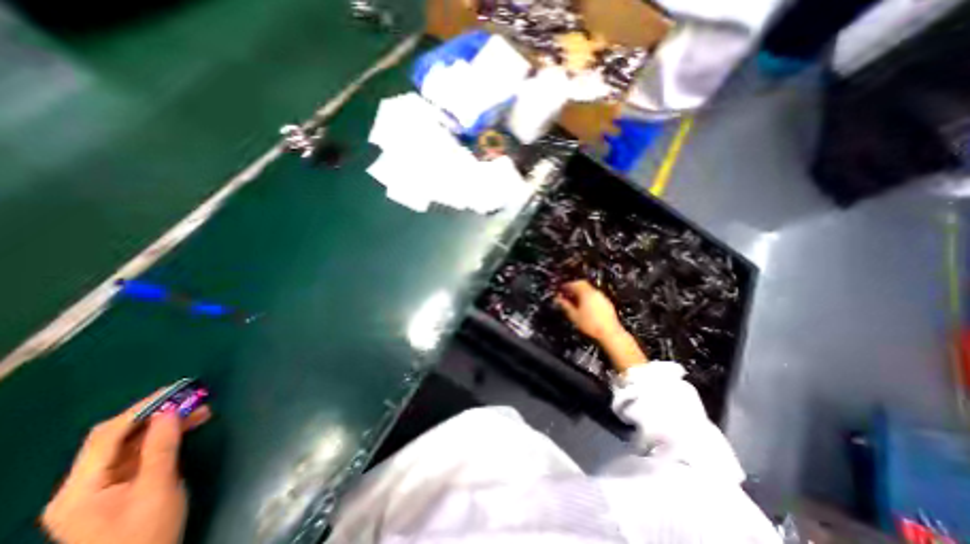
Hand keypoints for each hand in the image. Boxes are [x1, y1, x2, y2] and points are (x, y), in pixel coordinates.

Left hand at [40, 391, 210, 543]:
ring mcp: (98, 489)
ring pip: (131, 445)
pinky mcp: (116, 491)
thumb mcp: (158, 487)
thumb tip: (169, 411)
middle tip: (194, 397)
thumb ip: (161, 448)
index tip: (178, 390)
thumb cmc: (146, 532)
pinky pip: (138, 455)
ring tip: (202, 410)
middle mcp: (81, 486)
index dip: (143, 408)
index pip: (107, 435)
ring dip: (165, 425)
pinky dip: (163, 439)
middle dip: (156, 414)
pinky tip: (188, 428)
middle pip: (116, 438)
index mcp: (80, 488)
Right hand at [553, 280, 620, 338]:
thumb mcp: (573, 315)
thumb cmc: (590, 324)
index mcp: (586, 293)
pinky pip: (595, 296)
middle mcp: (595, 292)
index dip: (566, 285)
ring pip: (589, 290)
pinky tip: (585, 306)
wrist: (609, 333)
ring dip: (581, 292)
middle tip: (567, 293)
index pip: (574, 283)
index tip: (561, 289)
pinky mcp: (607, 303)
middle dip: (574, 287)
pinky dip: (588, 297)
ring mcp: (602, 297)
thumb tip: (558, 299)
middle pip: (583, 284)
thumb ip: (565, 305)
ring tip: (574, 300)